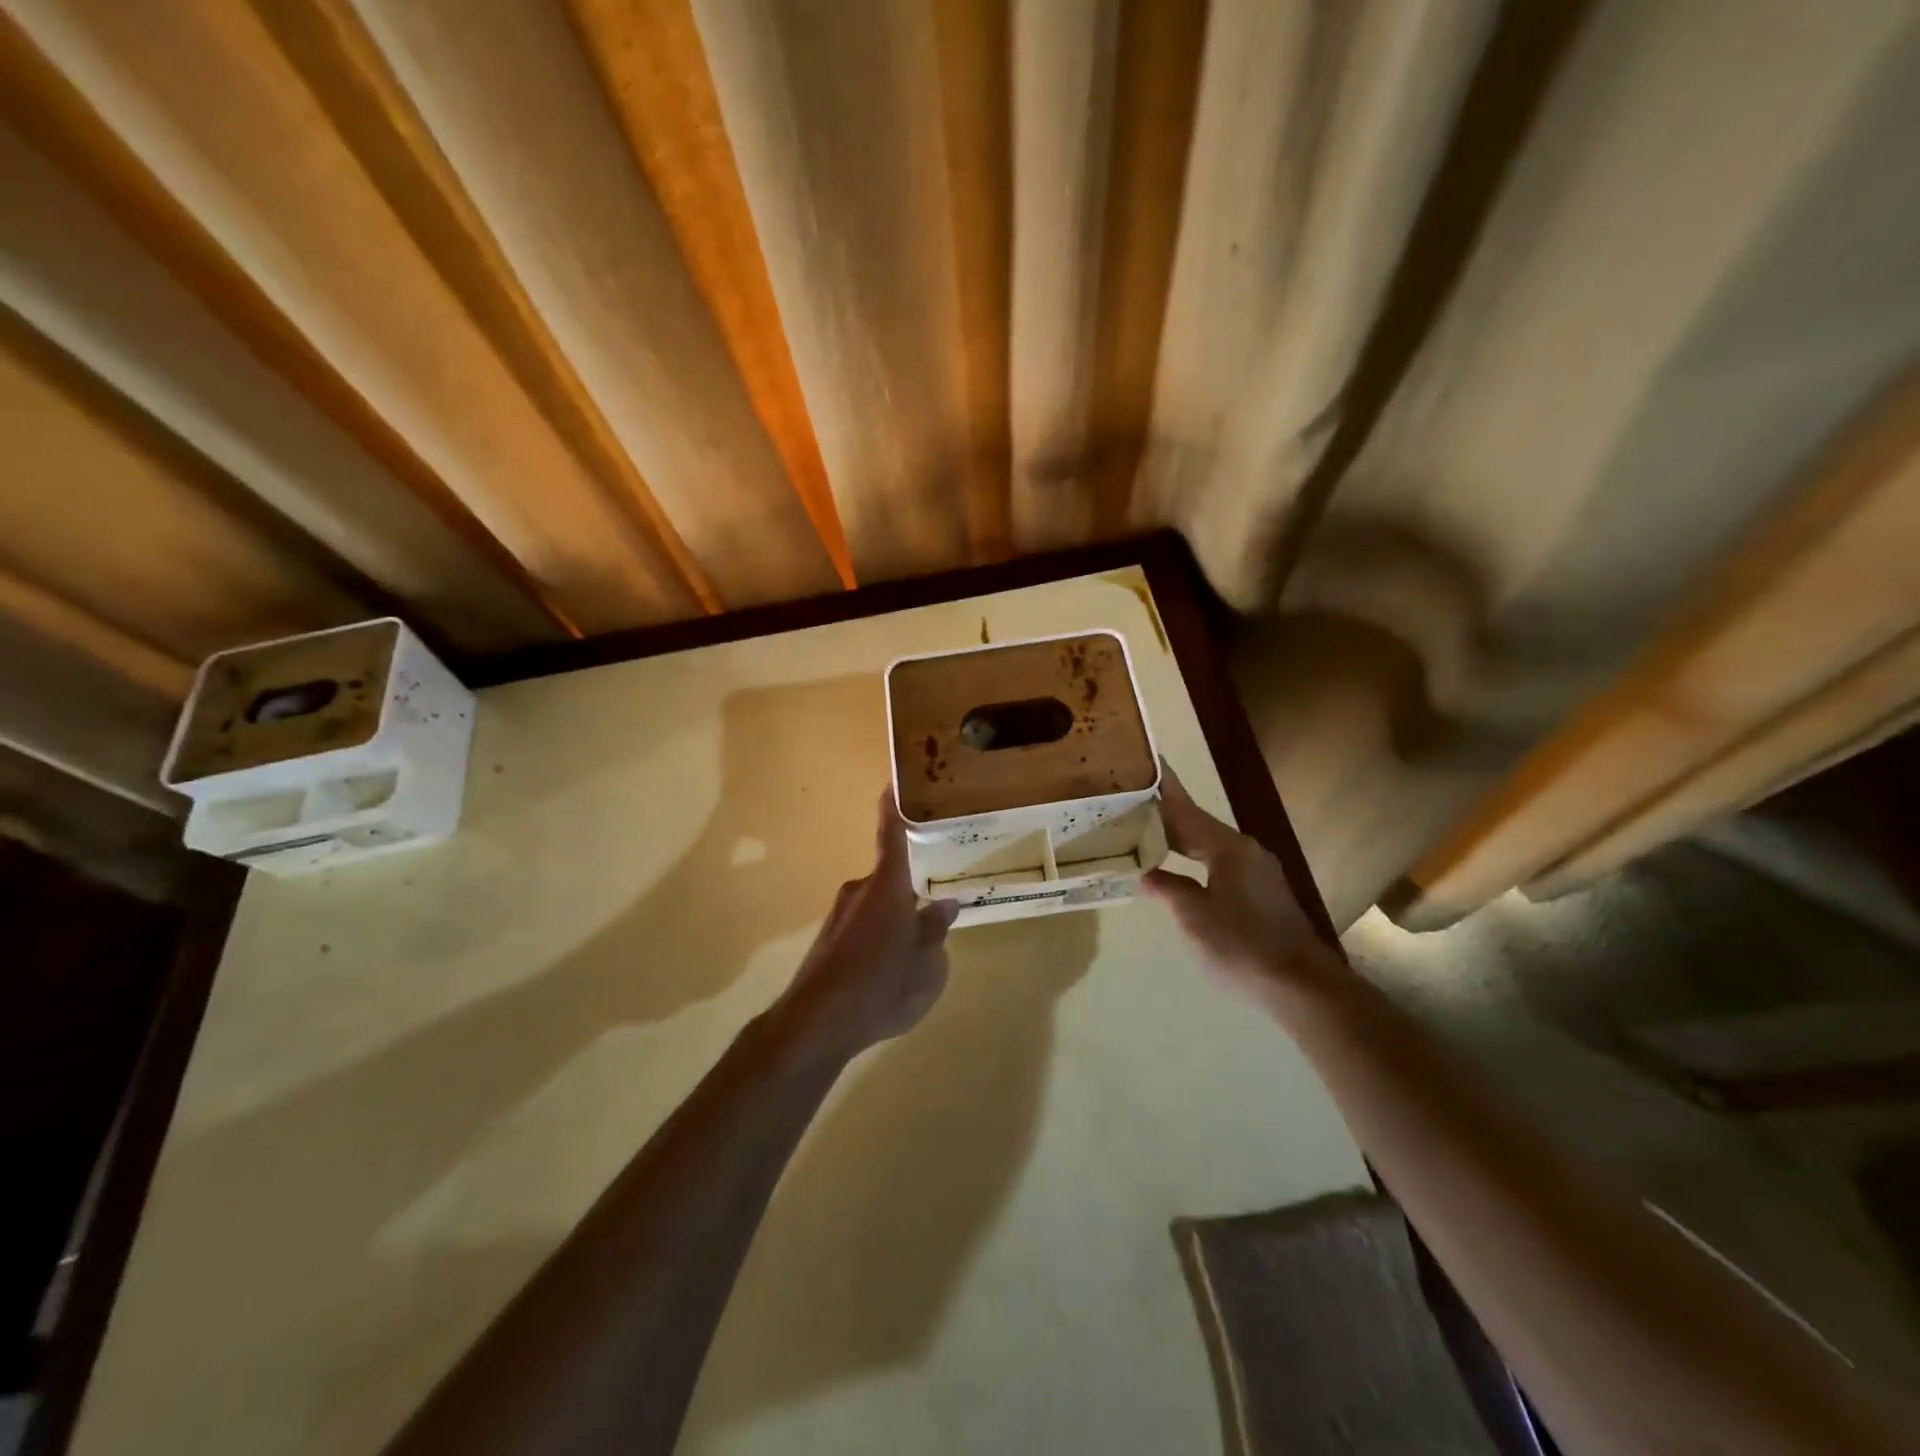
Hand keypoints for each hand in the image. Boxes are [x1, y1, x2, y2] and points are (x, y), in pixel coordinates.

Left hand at [774, 790, 961, 1062]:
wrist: (816, 1024)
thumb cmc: (882, 986)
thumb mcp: (927, 965)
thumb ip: (935, 931)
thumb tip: (945, 904)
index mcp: (887, 886)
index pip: (892, 834)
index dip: (894, 808)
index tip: (893, 781)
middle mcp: (860, 891)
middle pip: (891, 879)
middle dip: (911, 890)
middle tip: (936, 904)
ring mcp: (839, 916)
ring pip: (877, 907)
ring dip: (895, 921)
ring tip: (915, 953)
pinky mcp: (828, 941)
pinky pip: (863, 929)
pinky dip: (878, 941)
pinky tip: (888, 974)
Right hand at [1141, 765, 1345, 999]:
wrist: (1301, 986)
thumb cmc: (1242, 945)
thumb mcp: (1194, 917)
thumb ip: (1169, 889)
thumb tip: (1149, 875)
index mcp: (1228, 848)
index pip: (1188, 811)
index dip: (1166, 791)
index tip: (1150, 766)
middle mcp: (1246, 852)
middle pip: (1200, 827)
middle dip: (1168, 818)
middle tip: (1134, 807)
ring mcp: (1259, 874)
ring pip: (1212, 848)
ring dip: (1183, 841)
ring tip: (1151, 837)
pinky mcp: (1264, 896)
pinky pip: (1222, 866)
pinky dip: (1197, 862)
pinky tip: (1183, 874)